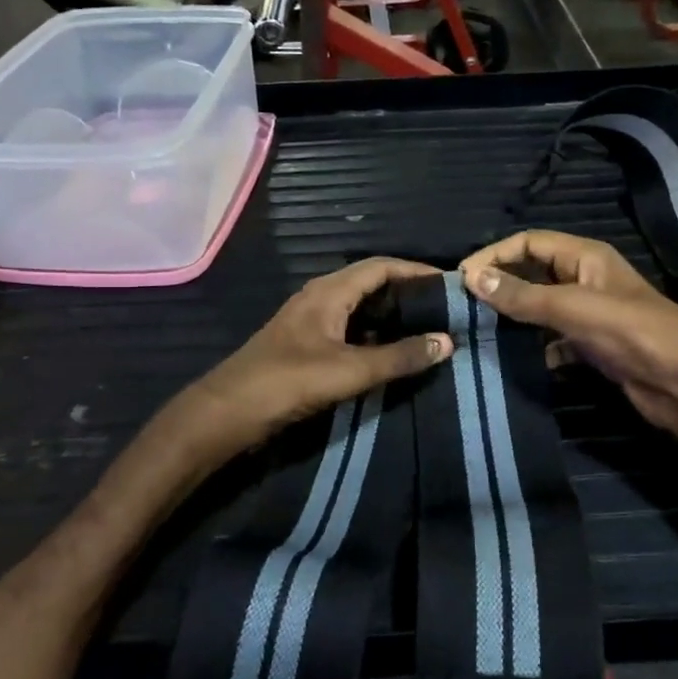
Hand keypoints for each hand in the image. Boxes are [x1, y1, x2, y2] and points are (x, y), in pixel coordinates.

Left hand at [177, 259, 453, 465]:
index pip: (381, 266)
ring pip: (359, 307)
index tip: (450, 282)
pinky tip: (390, 351)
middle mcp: (320, 298)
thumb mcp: (350, 371)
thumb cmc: (288, 382)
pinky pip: (348, 327)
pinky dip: (373, 333)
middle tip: (443, 307)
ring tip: (426, 327)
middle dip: (407, 291)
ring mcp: (310, 321)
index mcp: (329, 292)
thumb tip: (447, 341)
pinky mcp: (306, 344)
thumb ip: (399, 357)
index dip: (416, 270)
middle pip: (370, 283)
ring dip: (390, 314)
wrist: (228, 412)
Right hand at [459, 231, 677, 439]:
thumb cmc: (632, 333)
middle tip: (465, 305)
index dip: (495, 255)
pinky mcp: (593, 346)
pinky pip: (554, 338)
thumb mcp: (573, 308)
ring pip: (542, 307)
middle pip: (534, 272)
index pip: (530, 242)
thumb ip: (522, 295)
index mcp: (586, 257)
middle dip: (501, 284)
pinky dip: (535, 346)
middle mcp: (586, 279)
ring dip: (515, 316)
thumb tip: (471, 278)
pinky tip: (516, 358)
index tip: (462, 278)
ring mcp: (591, 314)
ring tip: (480, 330)